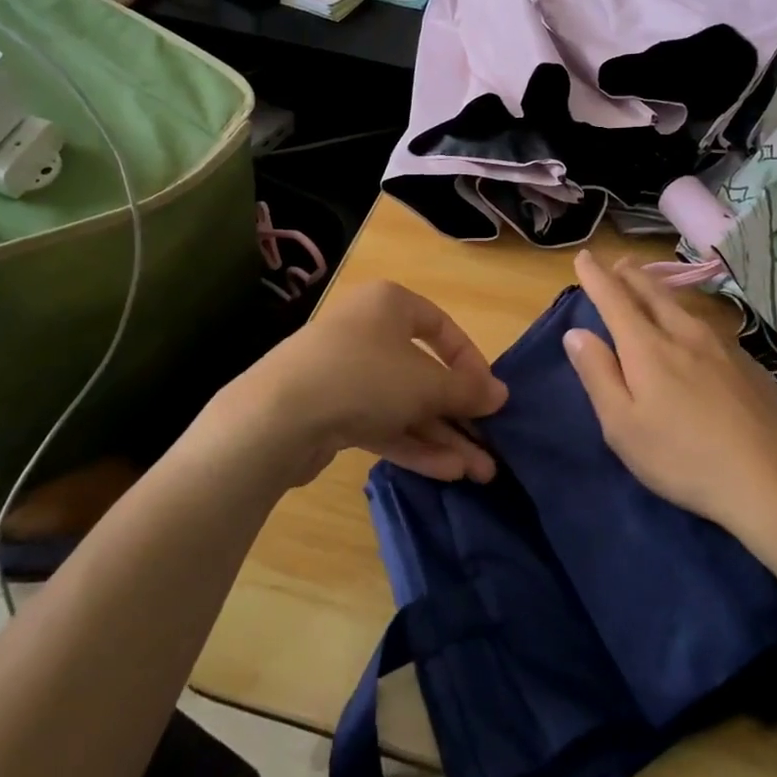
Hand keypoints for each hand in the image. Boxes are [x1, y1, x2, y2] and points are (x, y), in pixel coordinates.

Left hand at [205, 279, 506, 484]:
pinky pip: (382, 424)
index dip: (471, 362)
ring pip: (405, 404)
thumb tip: (501, 394)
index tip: (490, 395)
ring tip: (480, 472)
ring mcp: (347, 373)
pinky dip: (413, 444)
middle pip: (424, 373)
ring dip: (442, 436)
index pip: (442, 327)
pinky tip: (447, 472)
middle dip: (459, 413)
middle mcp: (368, 332)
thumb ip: (466, 390)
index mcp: (389, 305)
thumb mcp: (426, 383)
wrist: (276, 417)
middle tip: (490, 445)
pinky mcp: (332, 411)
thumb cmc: (364, 377)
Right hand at [565, 251, 776, 531]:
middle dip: (630, 274)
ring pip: (682, 305)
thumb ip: (598, 375)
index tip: (584, 257)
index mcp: (648, 347)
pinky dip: (686, 314)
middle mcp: (684, 333)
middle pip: (652, 291)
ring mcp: (722, 345)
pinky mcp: (748, 362)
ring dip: (658, 289)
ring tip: (649, 286)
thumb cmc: (684, 457)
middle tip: (617, 263)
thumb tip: (577, 333)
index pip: (614, 298)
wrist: (773, 478)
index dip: (596, 276)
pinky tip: (691, 329)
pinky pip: (706, 324)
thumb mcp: (623, 426)